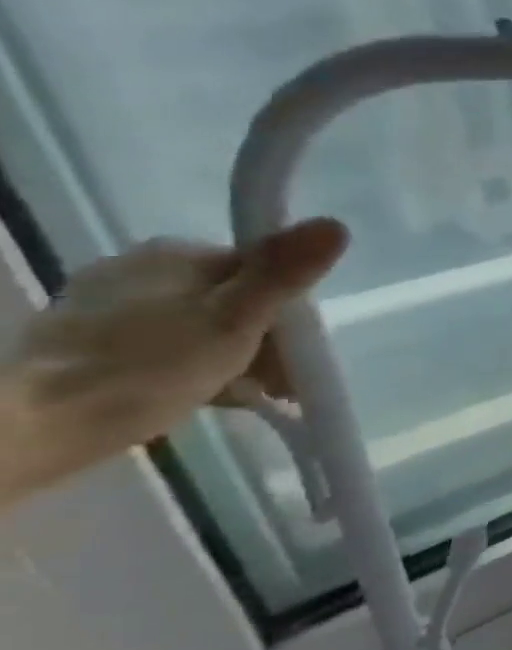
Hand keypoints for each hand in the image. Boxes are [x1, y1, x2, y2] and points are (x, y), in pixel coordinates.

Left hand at [0, 219, 348, 505]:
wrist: (38, 425)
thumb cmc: (150, 369)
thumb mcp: (235, 319)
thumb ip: (284, 273)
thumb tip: (336, 224)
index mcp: (178, 253)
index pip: (264, 274)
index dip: (291, 317)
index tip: (300, 360)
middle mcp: (140, 265)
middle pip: (234, 299)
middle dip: (264, 341)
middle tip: (278, 387)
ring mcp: (107, 302)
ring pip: (201, 322)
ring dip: (232, 356)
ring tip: (241, 395)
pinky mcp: (86, 338)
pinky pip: (164, 342)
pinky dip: (190, 365)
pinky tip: (197, 392)